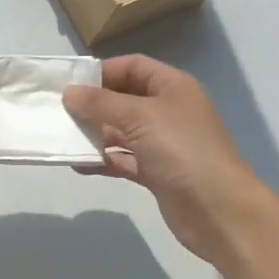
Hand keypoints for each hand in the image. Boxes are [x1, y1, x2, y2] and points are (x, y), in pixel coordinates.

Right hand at [63, 55, 278, 266]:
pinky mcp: (157, 173)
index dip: (103, 71)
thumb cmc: (181, 150)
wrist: (219, 211)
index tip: (71, 83)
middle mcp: (168, 110)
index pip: (133, 66)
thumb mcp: (138, 117)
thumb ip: (100, 103)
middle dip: (94, 104)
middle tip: (60, 111)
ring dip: (95, 133)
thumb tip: (69, 92)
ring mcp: (163, 143)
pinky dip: (103, 159)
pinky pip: (123, 158)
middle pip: (124, 98)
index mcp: (172, 87)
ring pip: (121, 130)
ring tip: (63, 137)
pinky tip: (78, 164)